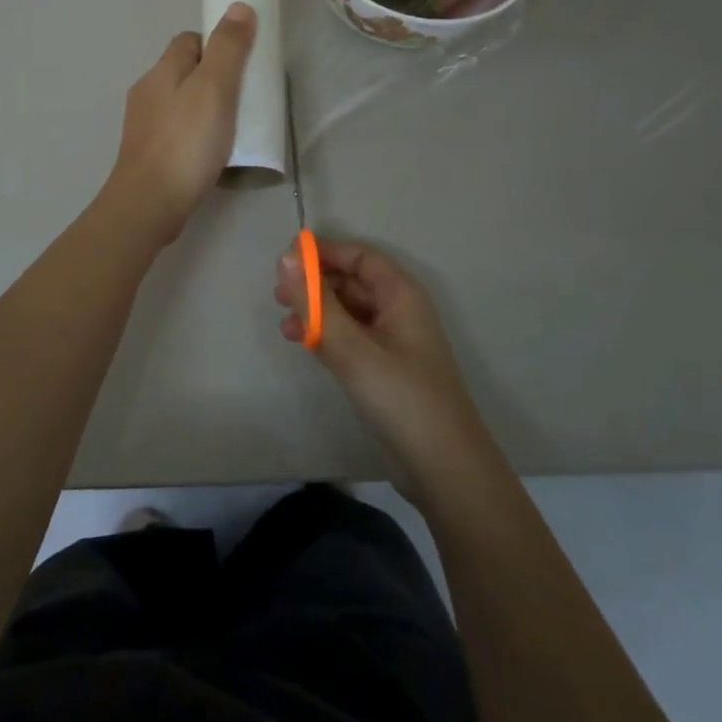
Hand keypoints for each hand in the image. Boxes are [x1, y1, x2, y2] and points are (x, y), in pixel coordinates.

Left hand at [106, 2, 256, 243]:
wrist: (149, 203)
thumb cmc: (186, 143)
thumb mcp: (215, 89)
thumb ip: (228, 49)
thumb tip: (238, 7)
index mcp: (162, 70)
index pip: (189, 40)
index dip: (216, 45)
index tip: (241, 65)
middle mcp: (147, 91)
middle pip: (183, 70)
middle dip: (211, 77)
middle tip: (241, 98)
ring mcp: (143, 124)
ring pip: (178, 102)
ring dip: (202, 107)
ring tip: (229, 127)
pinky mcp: (146, 153)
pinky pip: (175, 130)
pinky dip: (193, 133)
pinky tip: (209, 152)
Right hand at [274, 239, 494, 503]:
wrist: (443, 469)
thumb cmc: (401, 398)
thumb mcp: (353, 349)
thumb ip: (317, 304)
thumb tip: (285, 257)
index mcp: (401, 295)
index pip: (360, 256)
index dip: (324, 252)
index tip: (285, 261)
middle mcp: (399, 311)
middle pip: (353, 281)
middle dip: (316, 283)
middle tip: (277, 295)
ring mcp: (393, 342)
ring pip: (349, 311)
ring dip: (317, 311)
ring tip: (284, 324)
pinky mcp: (385, 370)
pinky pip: (351, 338)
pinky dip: (327, 335)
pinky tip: (303, 345)